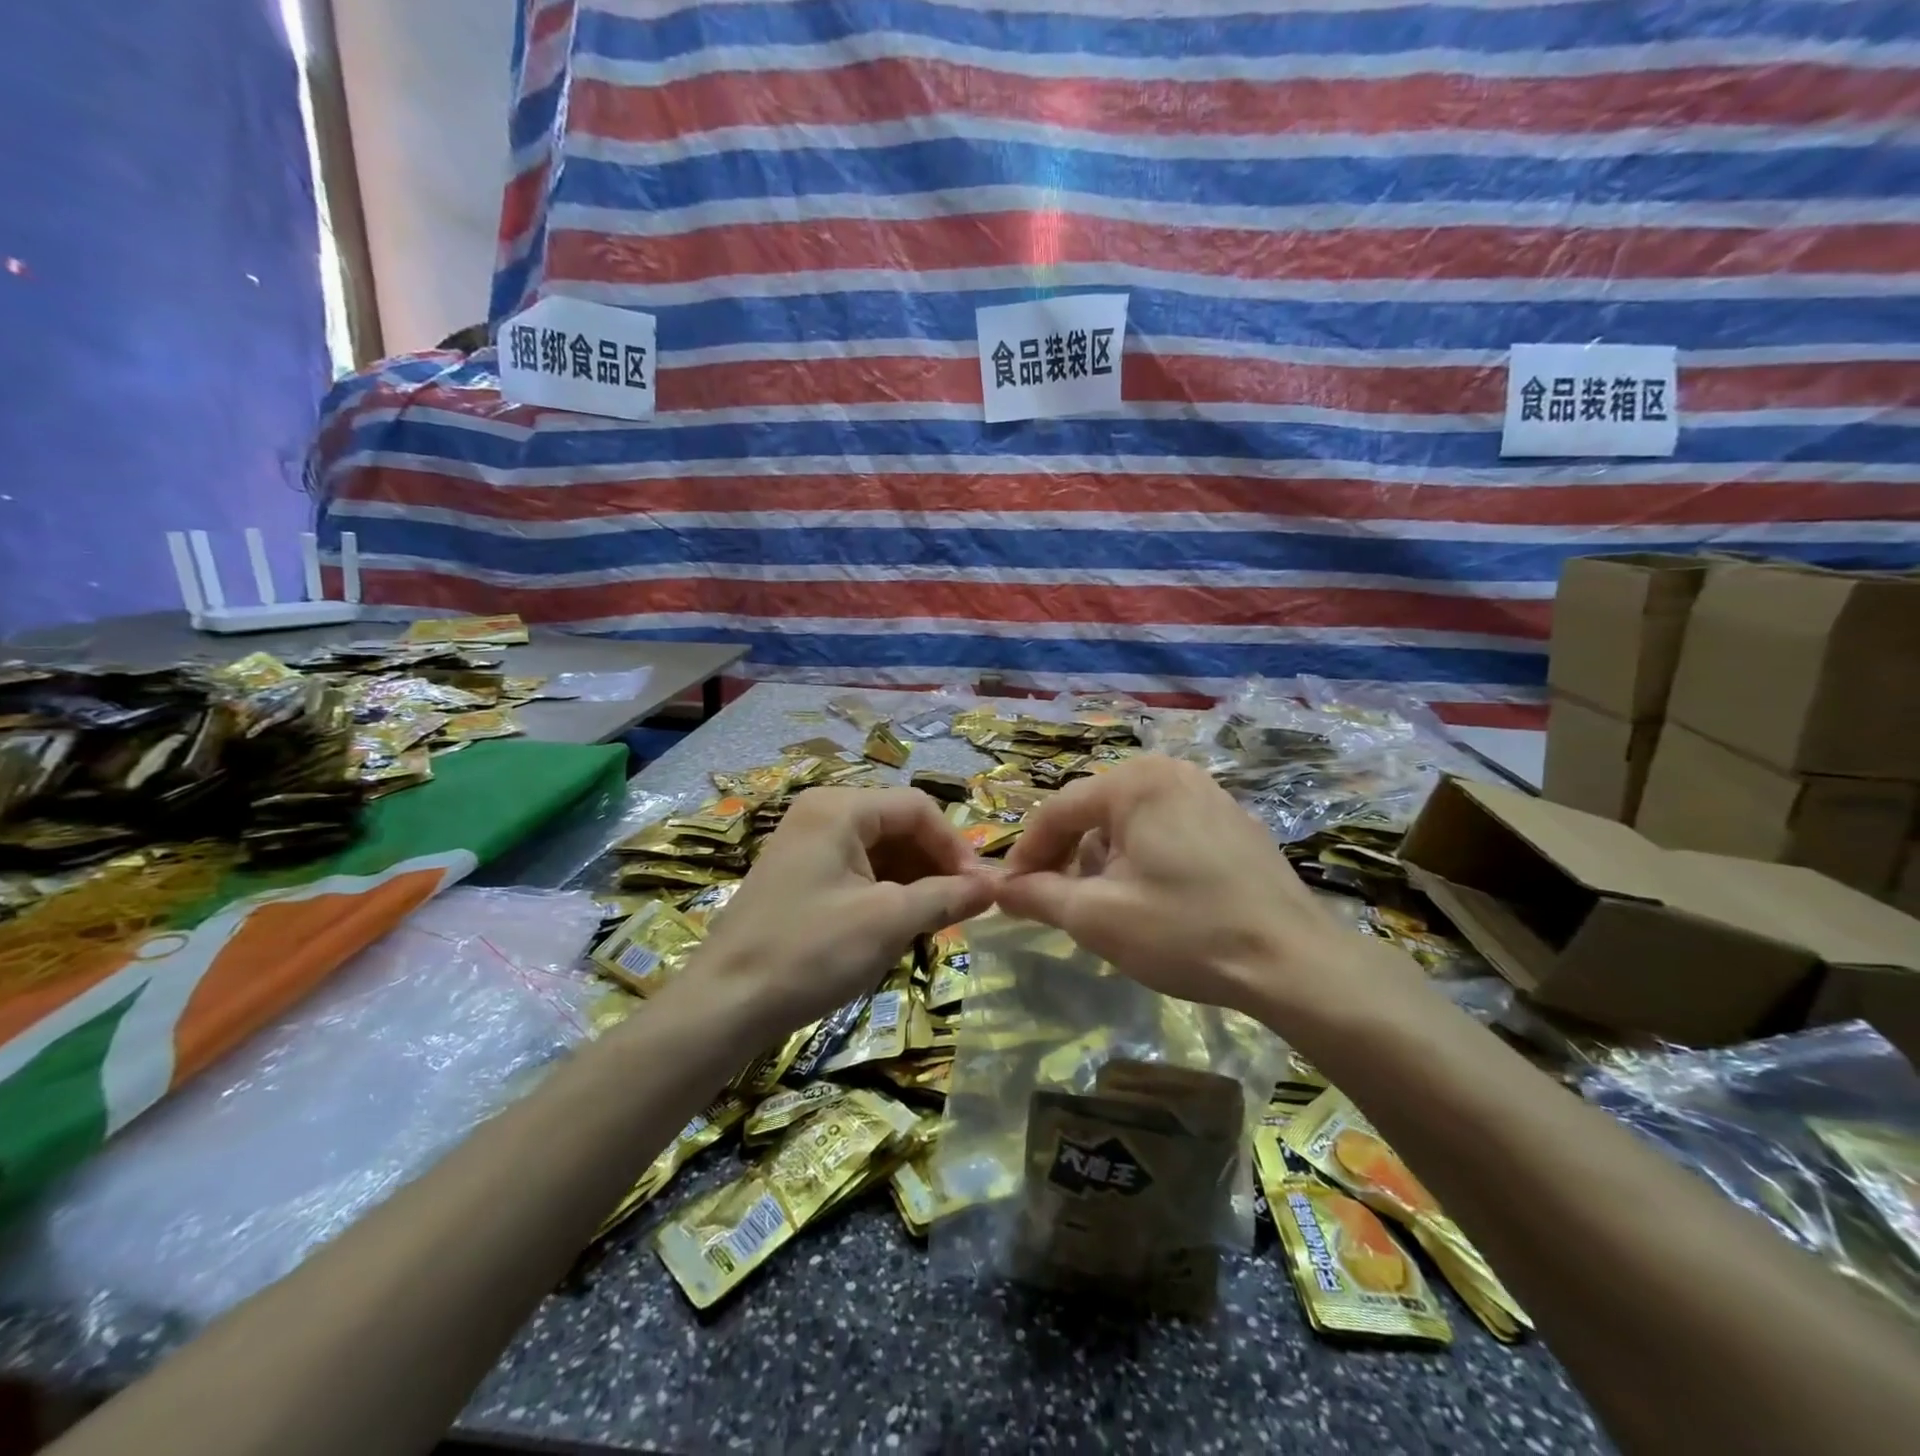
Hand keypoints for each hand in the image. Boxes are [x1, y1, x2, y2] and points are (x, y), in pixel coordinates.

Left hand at [693, 787, 994, 1033]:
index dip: (955, 847)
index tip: (979, 892)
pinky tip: (897, 927)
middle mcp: (821, 813)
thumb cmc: (810, 953)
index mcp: (840, 807)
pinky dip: (884, 893)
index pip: (918, 808)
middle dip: (934, 866)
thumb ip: (946, 897)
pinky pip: (856, 870)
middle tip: (959, 910)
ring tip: (933, 923)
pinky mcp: (798, 875)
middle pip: (898, 825)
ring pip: (879, 850)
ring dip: (913, 882)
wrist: (723, 1006)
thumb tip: (993, 886)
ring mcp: (805, 843)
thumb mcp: (888, 922)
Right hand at [996, 755, 1419, 1025]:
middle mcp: (1170, 772)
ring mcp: (1208, 793)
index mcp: (1135, 782)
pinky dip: (1143, 857)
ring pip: (1130, 821)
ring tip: (1106, 906)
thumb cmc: (1185, 931)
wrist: (1294, 962)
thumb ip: (1038, 896)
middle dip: (1068, 857)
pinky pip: (1167, 829)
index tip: (1011, 895)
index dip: (1027, 854)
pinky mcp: (1233, 821)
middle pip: (1094, 811)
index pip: (1057, 811)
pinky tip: (1154, 899)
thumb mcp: (1096, 917)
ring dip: (1105, 859)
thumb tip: (998, 888)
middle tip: (1056, 902)